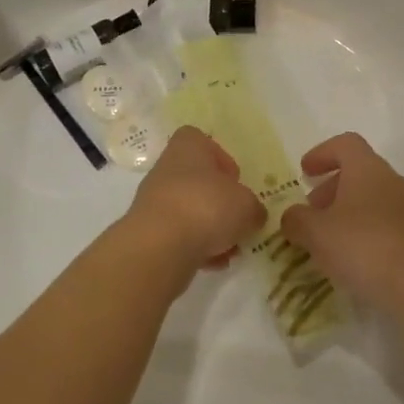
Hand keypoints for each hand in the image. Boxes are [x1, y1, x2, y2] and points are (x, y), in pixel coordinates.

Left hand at [120, 126, 266, 286]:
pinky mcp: (150, 232)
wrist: (160, 246)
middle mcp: (167, 169)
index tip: (235, 180)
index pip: (201, 140)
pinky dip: (196, 247)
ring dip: (210, 228)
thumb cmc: (207, 207)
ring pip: (190, 211)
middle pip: (197, 180)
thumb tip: (253, 214)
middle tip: (237, 219)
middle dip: (219, 202)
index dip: (221, 158)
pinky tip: (213, 263)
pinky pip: (179, 236)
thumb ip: (253, 208)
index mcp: (188, 148)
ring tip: (229, 249)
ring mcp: (155, 201)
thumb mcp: (247, 205)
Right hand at [280, 133, 403, 306]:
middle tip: (311, 213)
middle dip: (331, 190)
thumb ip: (297, 220)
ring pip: (373, 201)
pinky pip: (386, 226)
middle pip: (359, 173)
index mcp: (367, 169)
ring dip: (348, 214)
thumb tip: (291, 217)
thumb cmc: (364, 246)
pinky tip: (353, 261)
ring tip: (328, 242)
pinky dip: (366, 235)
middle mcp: (392, 182)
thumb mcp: (316, 233)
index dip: (322, 153)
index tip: (304, 172)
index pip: (345, 144)